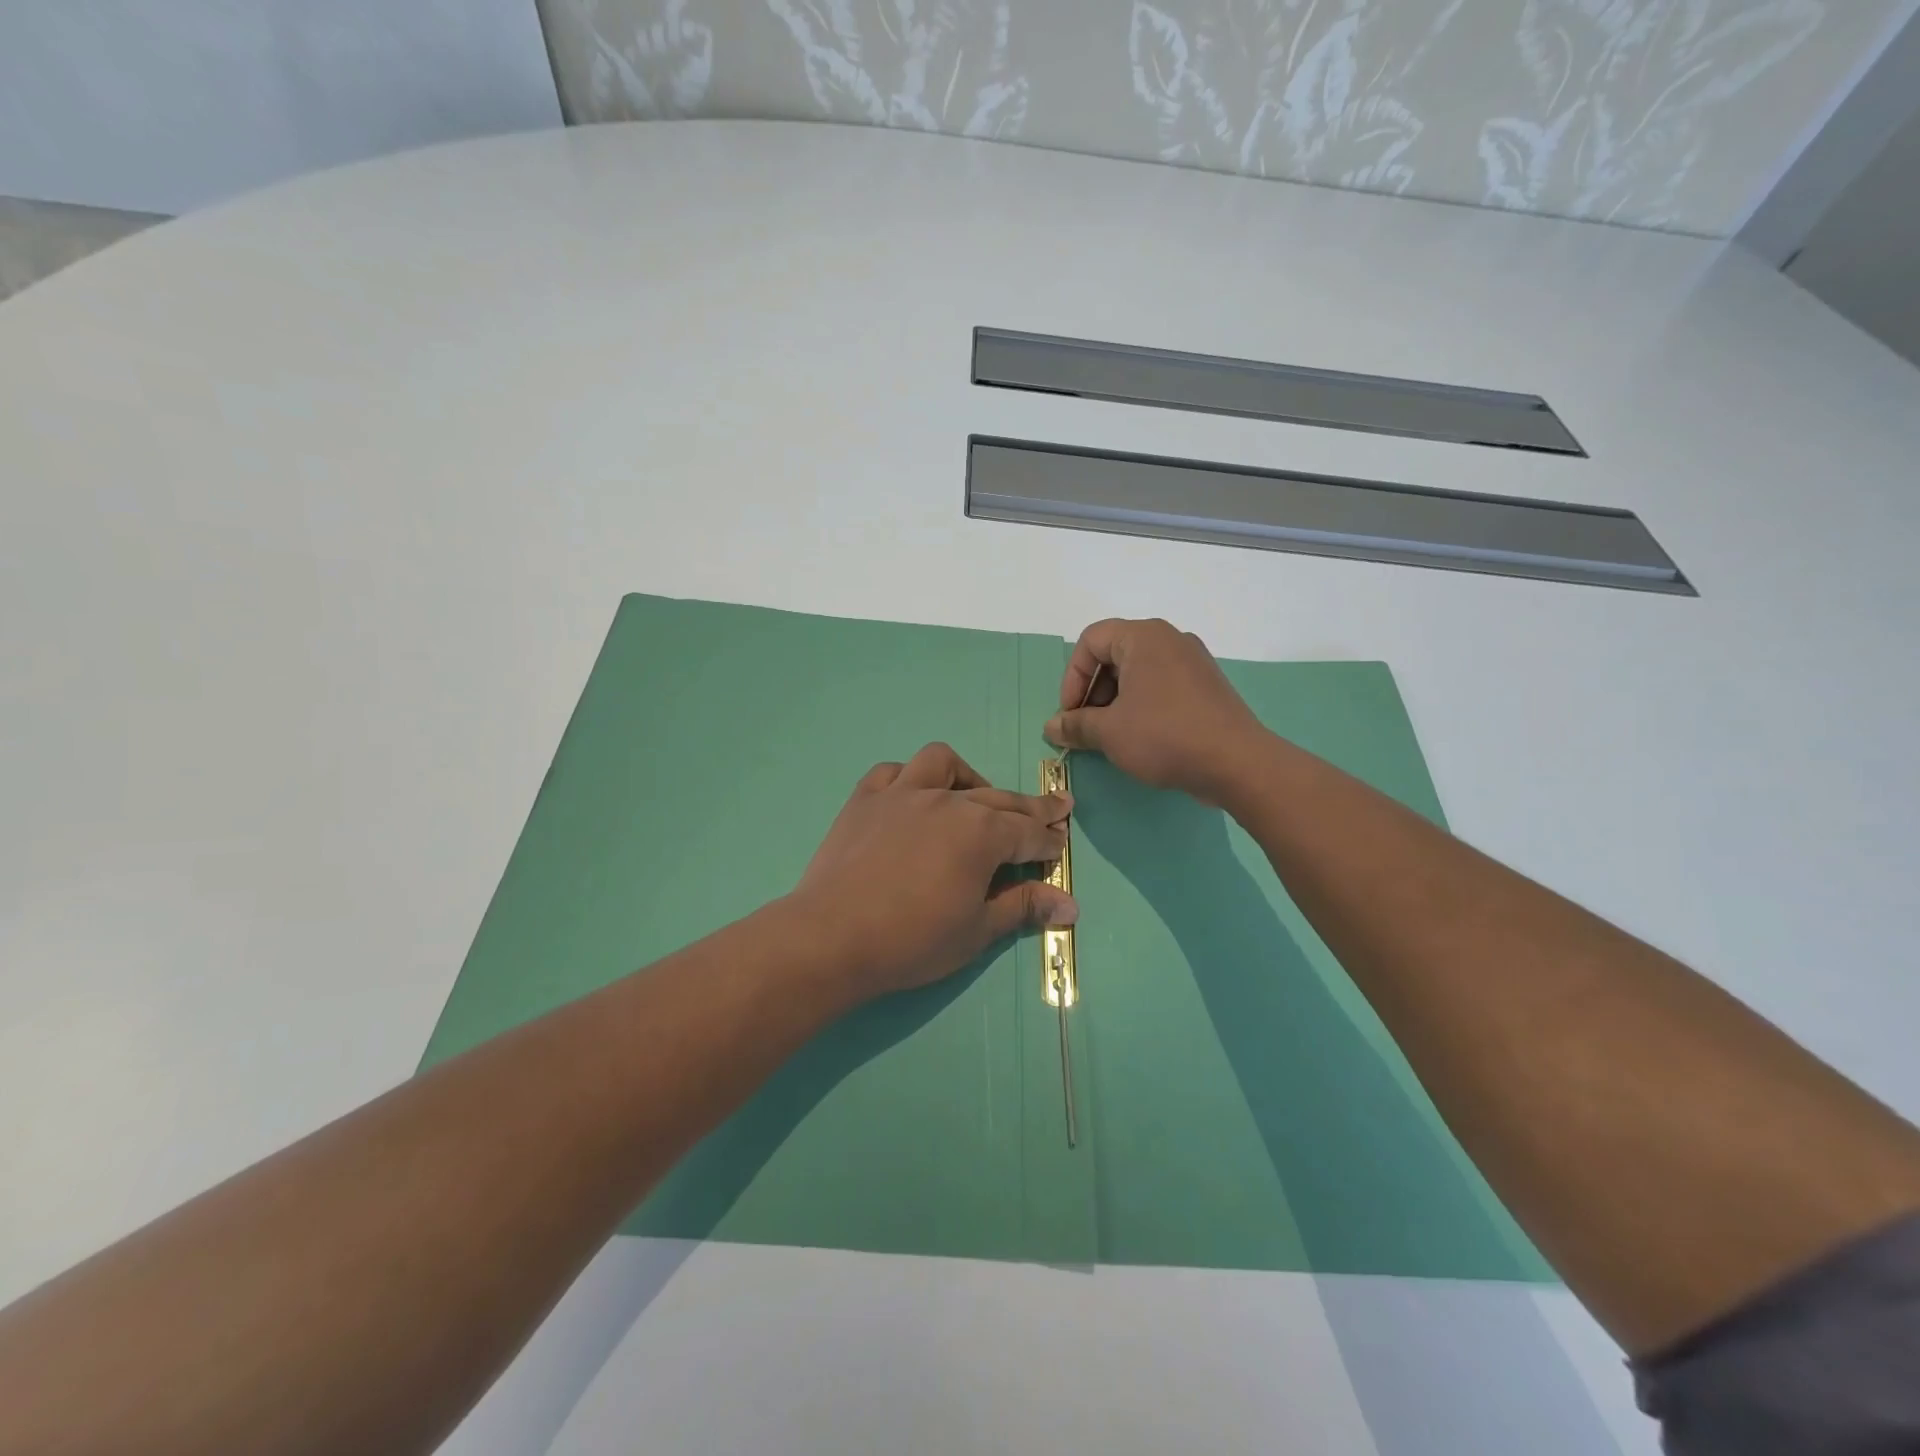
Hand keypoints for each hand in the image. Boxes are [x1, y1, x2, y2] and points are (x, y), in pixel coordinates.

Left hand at [790, 743, 1075, 998]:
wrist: (832, 937)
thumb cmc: (912, 940)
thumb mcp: (978, 931)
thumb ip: (1024, 907)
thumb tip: (1071, 904)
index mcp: (981, 833)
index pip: (1029, 833)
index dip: (1049, 841)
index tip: (1060, 846)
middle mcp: (947, 801)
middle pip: (999, 798)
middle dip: (1031, 807)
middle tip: (1054, 809)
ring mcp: (902, 793)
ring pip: (943, 764)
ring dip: (967, 778)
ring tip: (974, 798)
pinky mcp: (865, 798)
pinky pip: (892, 772)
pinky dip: (908, 779)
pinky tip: (912, 796)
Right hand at [1044, 618, 1267, 803]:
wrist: (1237, 763)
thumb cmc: (1165, 736)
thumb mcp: (1110, 732)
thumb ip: (1075, 725)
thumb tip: (1052, 726)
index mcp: (1143, 637)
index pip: (1091, 641)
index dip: (1072, 677)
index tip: (1070, 714)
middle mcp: (1170, 639)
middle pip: (1114, 655)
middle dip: (1093, 692)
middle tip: (1087, 728)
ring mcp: (1193, 662)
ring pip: (1138, 673)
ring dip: (1115, 702)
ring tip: (1111, 737)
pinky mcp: (1207, 686)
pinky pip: (1162, 686)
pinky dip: (1142, 705)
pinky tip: (1141, 738)